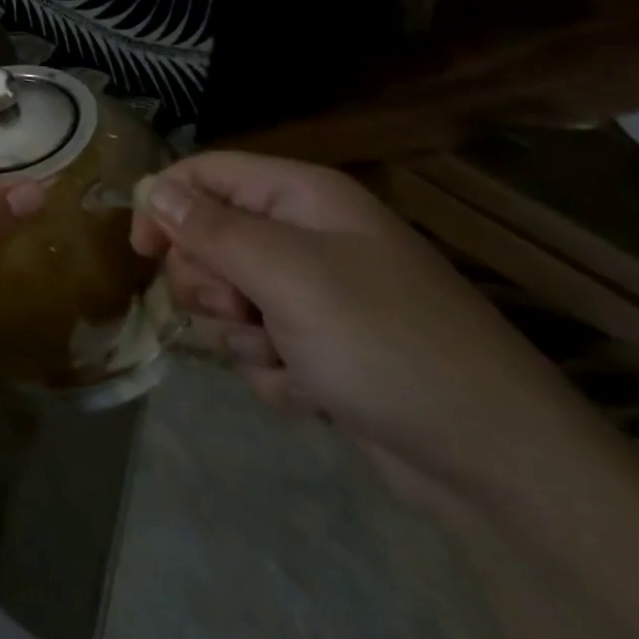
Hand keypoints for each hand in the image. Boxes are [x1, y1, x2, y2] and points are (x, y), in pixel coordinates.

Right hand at [131, 152, 593, 511]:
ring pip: (223, 297)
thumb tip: (154, 189)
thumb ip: (209, 228)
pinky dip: (271, 369)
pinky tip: (310, 390)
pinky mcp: (316, 348)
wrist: (495, 464)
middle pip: (205, 239)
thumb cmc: (384, 342)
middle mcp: (302, 237)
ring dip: (238, 332)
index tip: (143, 251)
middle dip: (210, 282)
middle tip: (241, 310)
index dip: (165, 204)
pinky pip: (254, 345)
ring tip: (284, 356)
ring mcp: (311, 295)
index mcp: (300, 198)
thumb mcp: (285, 273)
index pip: (203, 174)